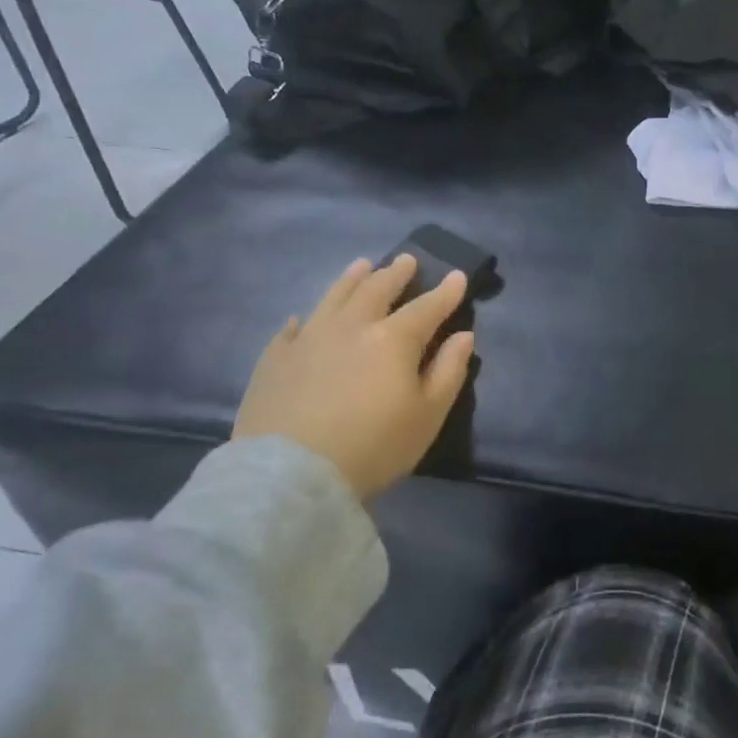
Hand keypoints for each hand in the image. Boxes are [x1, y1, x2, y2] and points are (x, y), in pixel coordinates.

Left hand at [233, 255, 474, 500]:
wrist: (290, 476)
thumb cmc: (373, 448)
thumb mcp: (428, 416)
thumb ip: (449, 371)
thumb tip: (463, 336)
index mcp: (393, 340)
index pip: (427, 307)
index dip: (446, 292)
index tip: (457, 276)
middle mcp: (352, 327)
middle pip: (377, 290)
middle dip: (396, 274)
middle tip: (407, 260)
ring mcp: (308, 339)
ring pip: (334, 297)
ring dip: (351, 279)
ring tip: (362, 265)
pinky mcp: (274, 360)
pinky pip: (291, 329)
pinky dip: (304, 319)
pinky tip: (303, 318)